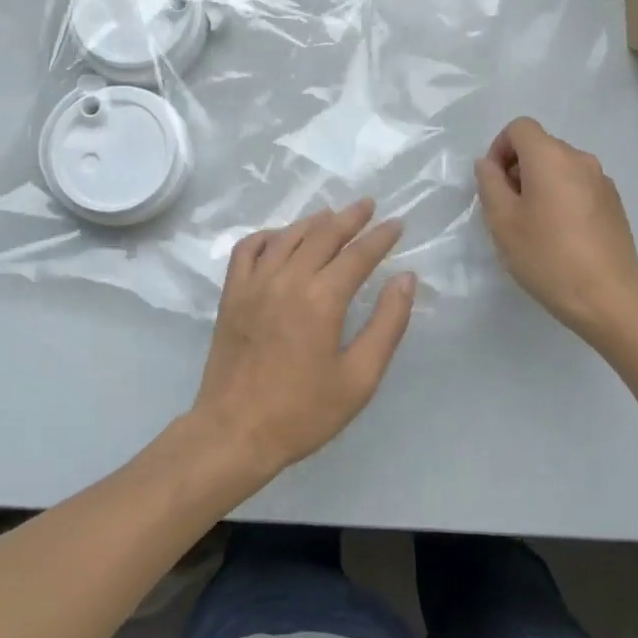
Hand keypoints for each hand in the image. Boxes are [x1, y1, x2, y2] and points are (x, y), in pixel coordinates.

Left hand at [191, 201, 415, 483]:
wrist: (234, 433)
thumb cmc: (302, 412)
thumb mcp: (359, 378)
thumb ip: (387, 324)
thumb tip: (405, 279)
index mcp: (322, 298)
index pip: (358, 254)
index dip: (380, 237)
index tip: (397, 224)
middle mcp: (288, 278)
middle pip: (324, 234)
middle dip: (350, 217)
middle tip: (368, 205)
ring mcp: (255, 282)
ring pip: (288, 235)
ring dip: (314, 221)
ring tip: (332, 215)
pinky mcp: (232, 293)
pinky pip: (248, 248)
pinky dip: (268, 235)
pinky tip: (281, 237)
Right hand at [474, 118, 637, 345]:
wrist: (609, 298)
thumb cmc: (548, 256)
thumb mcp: (503, 221)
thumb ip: (489, 183)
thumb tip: (489, 164)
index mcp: (551, 157)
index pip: (520, 128)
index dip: (500, 148)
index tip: (494, 183)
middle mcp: (580, 159)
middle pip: (541, 147)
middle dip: (518, 169)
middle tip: (509, 210)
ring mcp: (602, 181)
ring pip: (560, 168)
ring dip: (541, 185)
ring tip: (534, 226)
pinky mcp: (614, 203)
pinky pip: (579, 186)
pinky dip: (563, 198)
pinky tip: (561, 236)